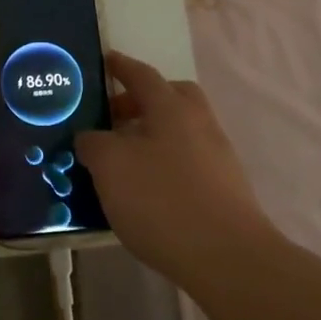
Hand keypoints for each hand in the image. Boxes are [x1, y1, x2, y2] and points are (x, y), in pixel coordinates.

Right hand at [78, 52, 269, 283]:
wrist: (228, 258)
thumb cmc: (162, 200)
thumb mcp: (109, 166)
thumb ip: (93, 143)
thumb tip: (91, 137)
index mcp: (170, 107)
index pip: (141, 74)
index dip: (120, 66)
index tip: (105, 61)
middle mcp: (198, 122)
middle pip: (170, 97)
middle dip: (141, 101)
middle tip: (112, 118)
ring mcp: (217, 155)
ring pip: (180, 131)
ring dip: (152, 136)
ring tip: (122, 161)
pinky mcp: (225, 188)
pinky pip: (188, 160)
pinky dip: (165, 163)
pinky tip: (146, 191)